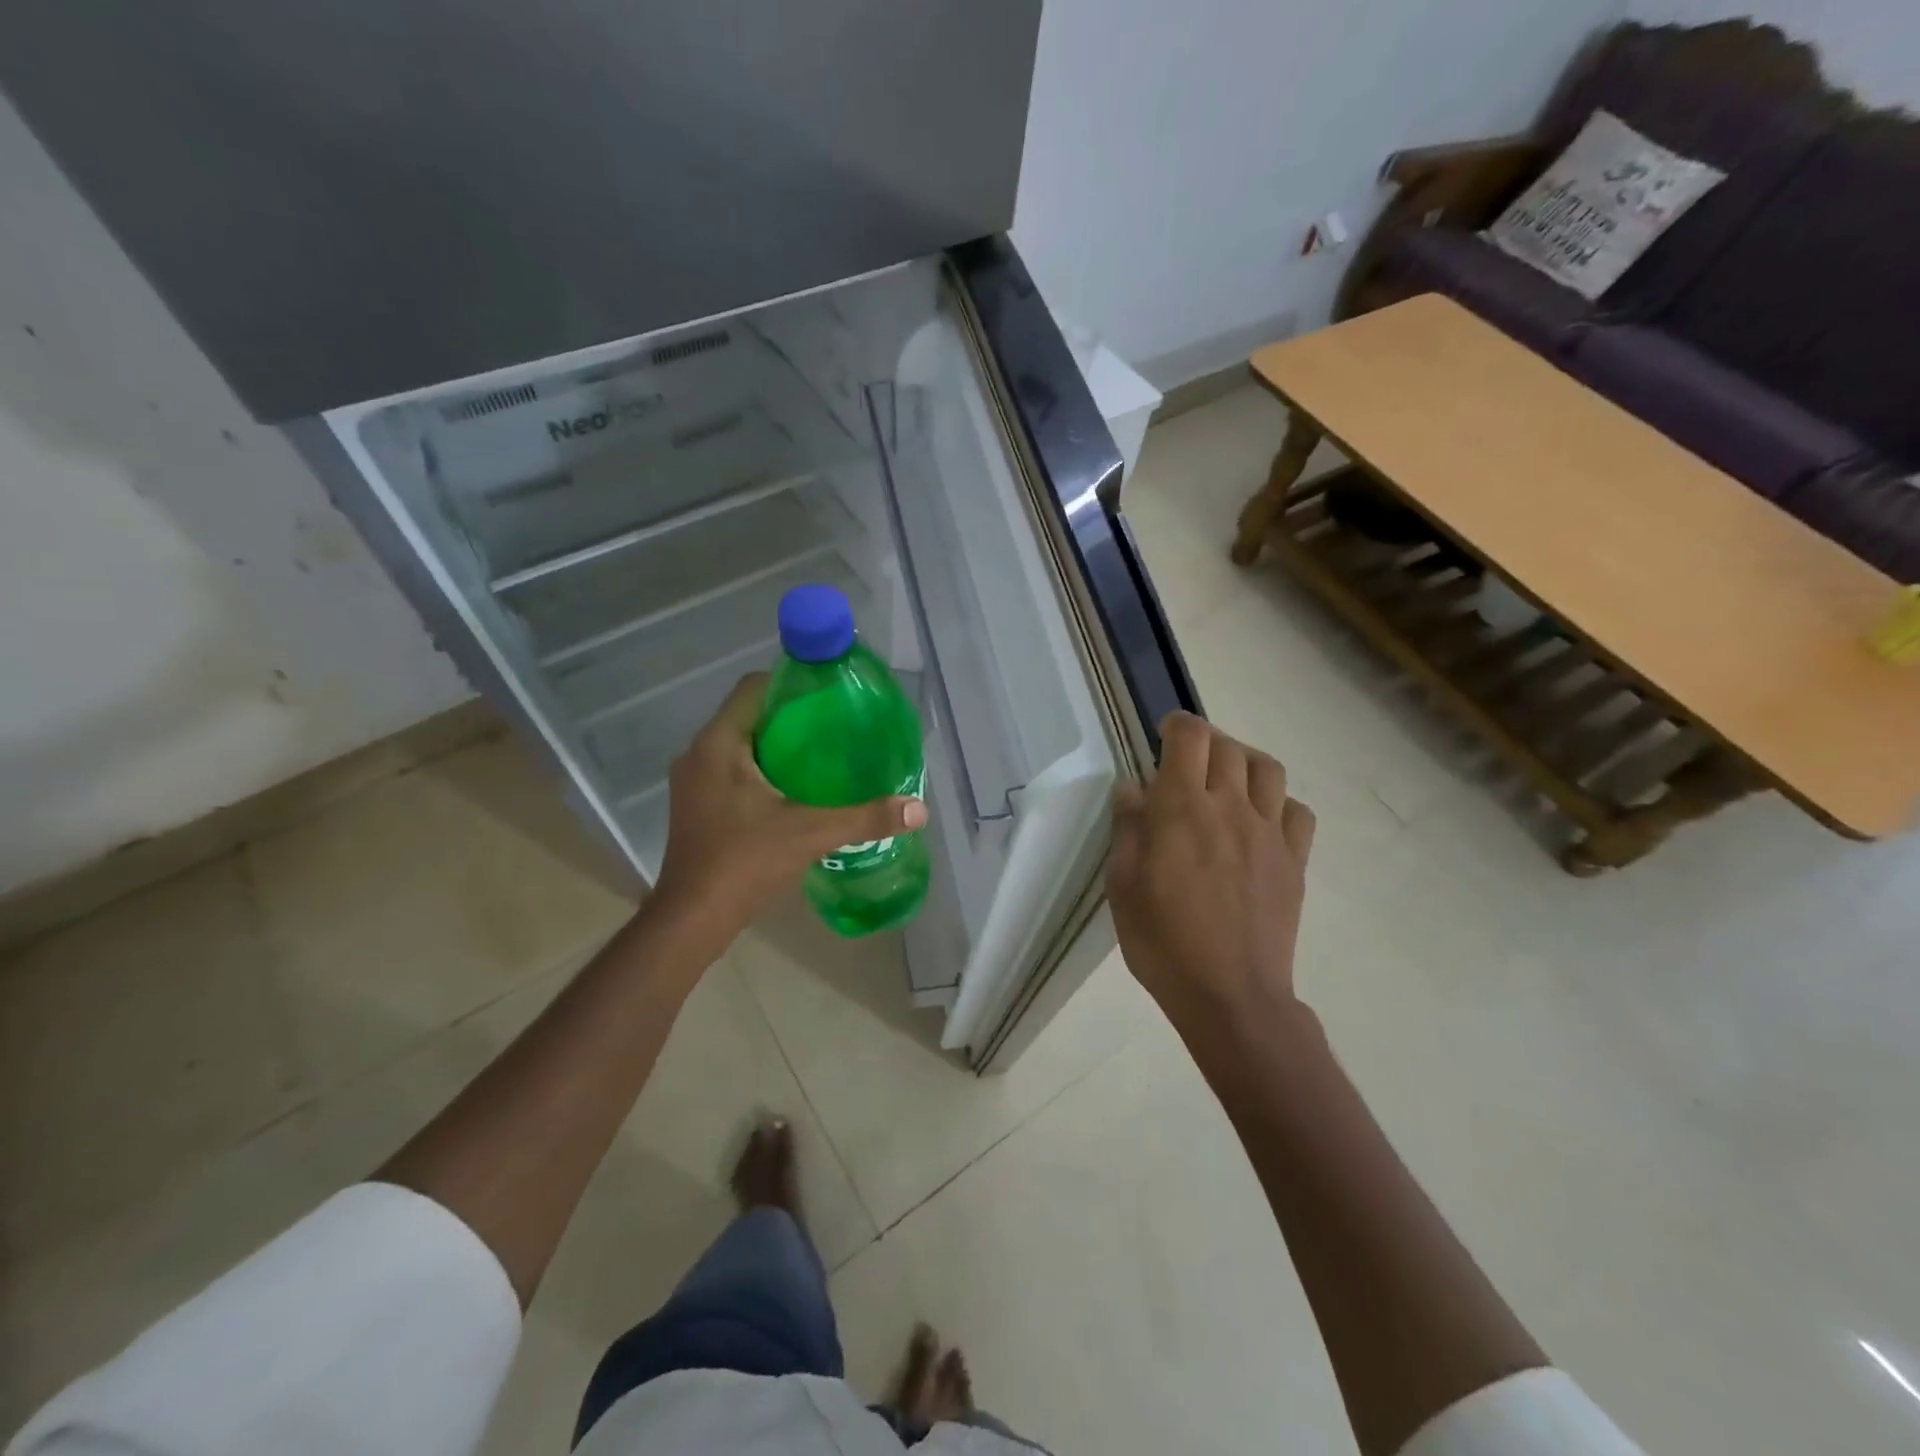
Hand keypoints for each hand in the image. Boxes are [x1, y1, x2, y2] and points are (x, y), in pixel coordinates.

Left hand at [650, 673, 927, 942]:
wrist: (692, 919)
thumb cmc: (745, 862)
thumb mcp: (812, 833)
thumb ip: (866, 817)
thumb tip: (918, 810)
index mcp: (718, 743)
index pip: (753, 688)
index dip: (791, 682)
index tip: (829, 694)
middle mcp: (698, 753)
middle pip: (749, 716)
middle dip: (791, 717)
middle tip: (836, 726)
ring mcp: (692, 781)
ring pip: (739, 745)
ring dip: (776, 746)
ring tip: (822, 756)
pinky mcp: (695, 805)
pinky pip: (731, 770)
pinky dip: (761, 770)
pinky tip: (793, 790)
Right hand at [1108, 712, 1315, 1037]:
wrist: (1230, 995)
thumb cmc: (1163, 942)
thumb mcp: (1122, 885)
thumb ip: (1128, 828)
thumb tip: (1133, 787)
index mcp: (1182, 808)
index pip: (1189, 737)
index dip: (1176, 725)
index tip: (1162, 736)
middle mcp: (1230, 807)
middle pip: (1227, 746)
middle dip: (1204, 742)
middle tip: (1186, 764)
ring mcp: (1269, 832)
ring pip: (1268, 768)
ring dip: (1243, 762)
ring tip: (1226, 781)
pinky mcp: (1294, 860)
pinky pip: (1297, 811)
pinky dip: (1277, 803)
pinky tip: (1260, 821)